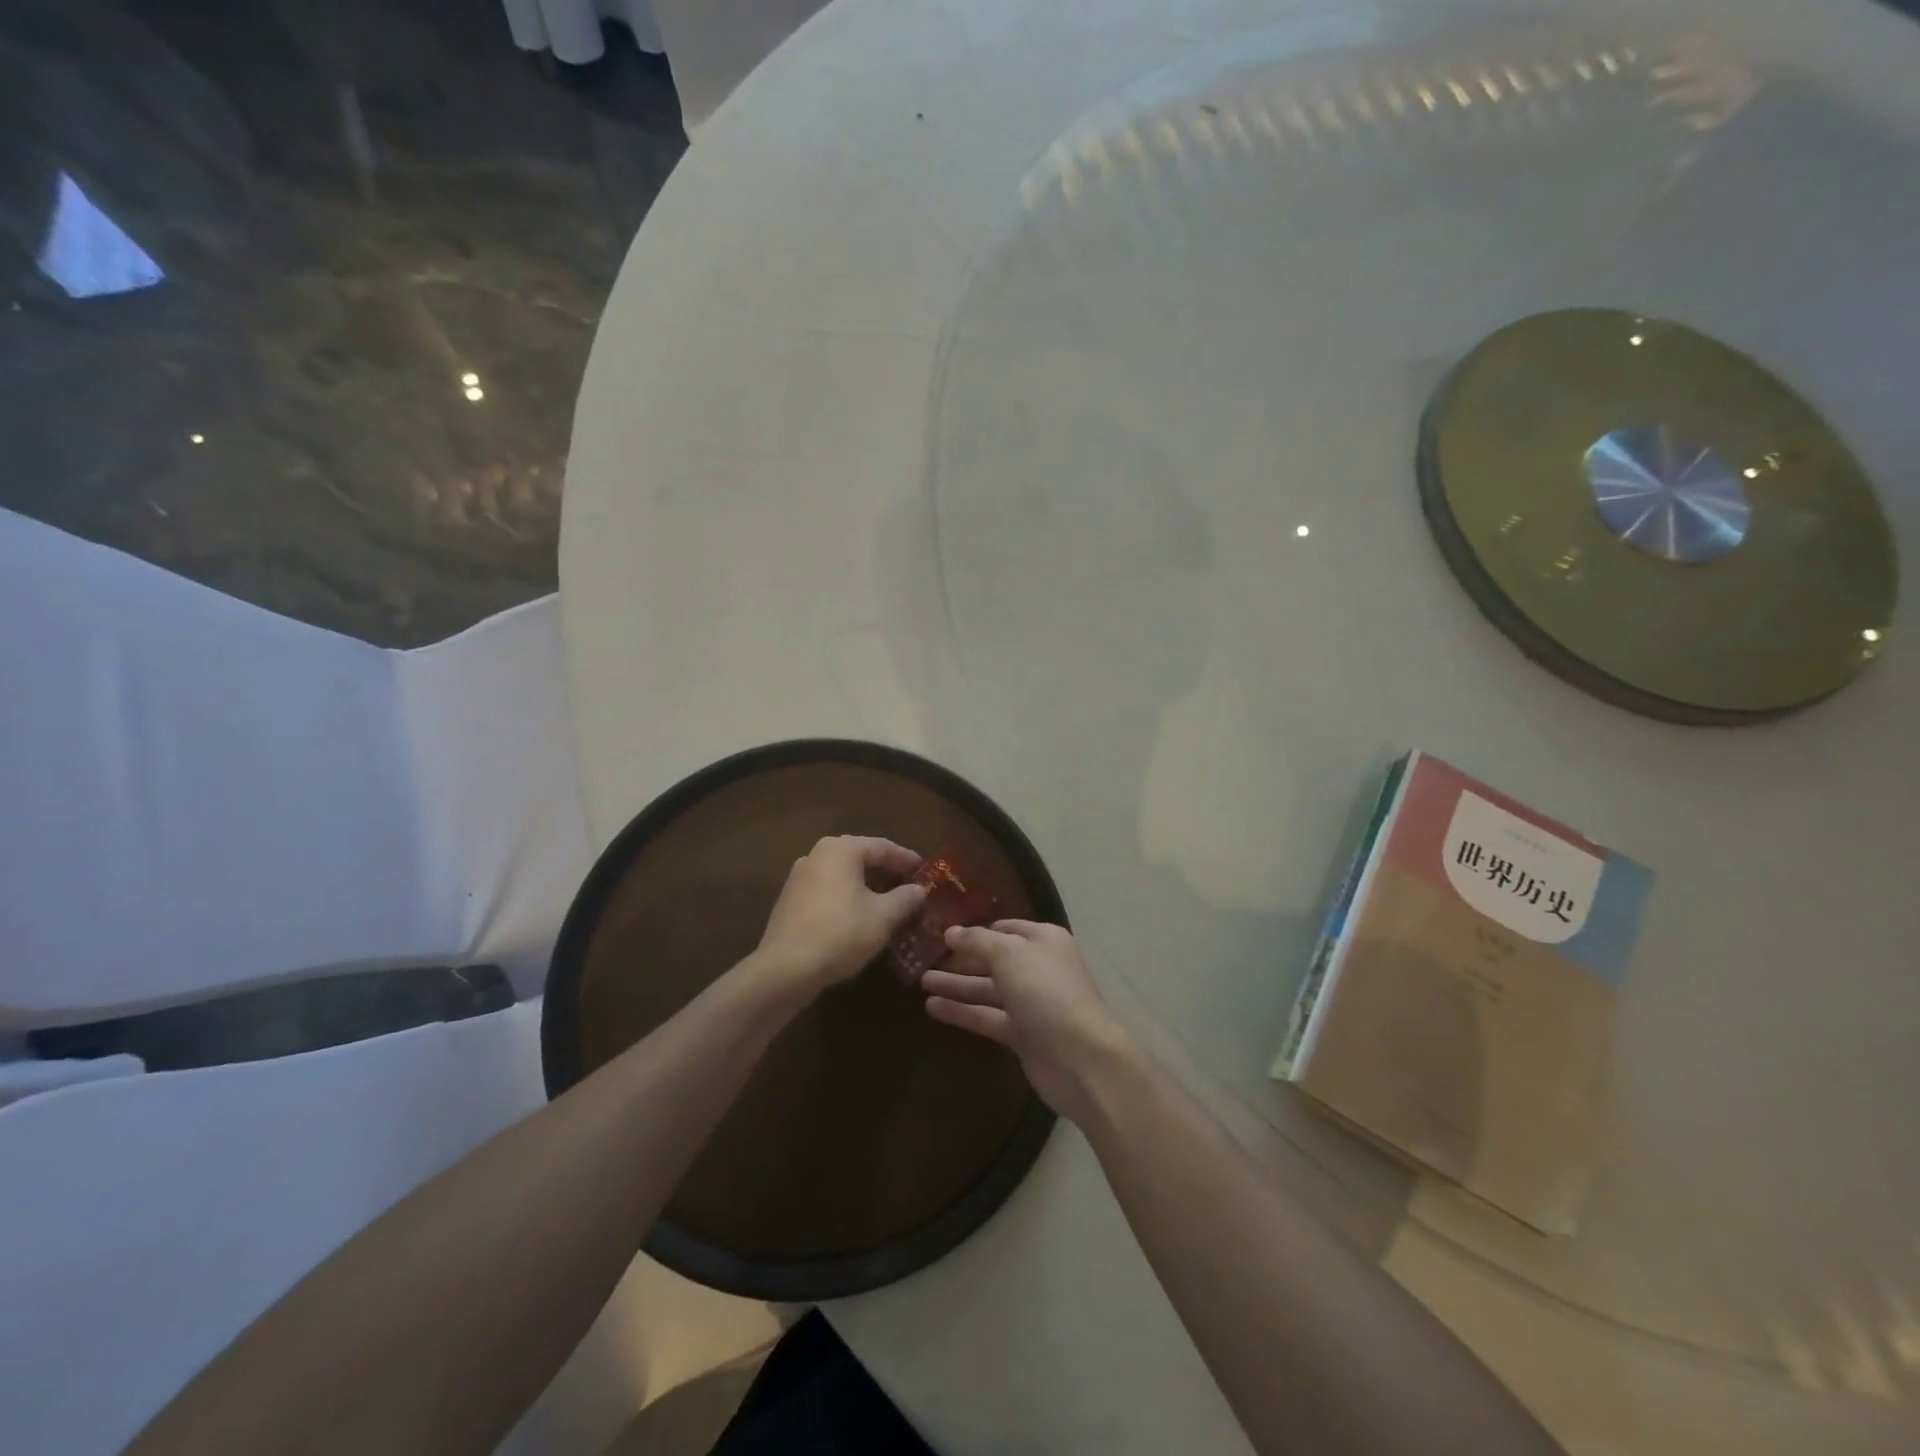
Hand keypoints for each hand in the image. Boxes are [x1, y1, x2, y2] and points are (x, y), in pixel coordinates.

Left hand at [756, 836, 926, 995]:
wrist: (786, 969)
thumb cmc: (841, 933)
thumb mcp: (883, 917)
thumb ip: (904, 898)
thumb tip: (918, 890)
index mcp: (841, 850)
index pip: (882, 847)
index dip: (906, 859)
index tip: (924, 871)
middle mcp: (817, 855)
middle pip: (859, 857)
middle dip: (885, 870)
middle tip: (907, 883)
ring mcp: (798, 878)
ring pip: (841, 875)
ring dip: (865, 885)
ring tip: (886, 901)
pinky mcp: (789, 901)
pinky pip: (826, 891)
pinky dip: (846, 897)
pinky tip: (857, 916)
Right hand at [922, 920, 1132, 1124]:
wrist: (1079, 1058)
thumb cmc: (1046, 993)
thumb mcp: (1009, 954)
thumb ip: (977, 941)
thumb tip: (951, 932)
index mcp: (1043, 940)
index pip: (1005, 928)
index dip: (975, 929)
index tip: (942, 929)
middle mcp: (1038, 967)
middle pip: (993, 959)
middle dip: (961, 958)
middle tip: (923, 956)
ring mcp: (1030, 1003)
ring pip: (987, 988)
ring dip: (956, 984)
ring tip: (920, 980)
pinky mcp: (1021, 1034)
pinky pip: (986, 1016)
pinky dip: (962, 1011)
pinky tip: (931, 1007)